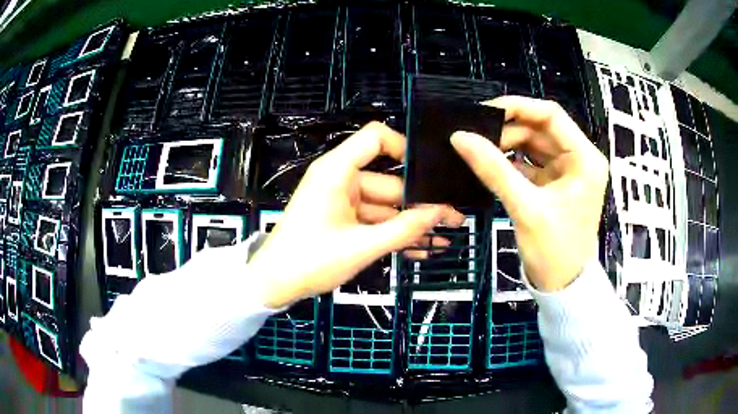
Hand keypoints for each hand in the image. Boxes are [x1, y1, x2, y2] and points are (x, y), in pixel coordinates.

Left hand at [249, 122, 464, 308]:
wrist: (274, 284)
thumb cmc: (311, 260)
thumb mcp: (362, 246)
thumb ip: (404, 229)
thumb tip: (441, 213)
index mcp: (337, 171)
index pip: (376, 137)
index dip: (404, 146)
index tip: (431, 171)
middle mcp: (340, 178)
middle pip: (389, 180)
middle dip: (420, 202)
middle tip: (454, 218)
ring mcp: (342, 200)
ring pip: (385, 205)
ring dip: (410, 223)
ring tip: (444, 238)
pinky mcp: (342, 218)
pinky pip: (374, 219)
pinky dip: (393, 232)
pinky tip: (421, 248)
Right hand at [451, 96, 608, 291]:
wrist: (562, 286)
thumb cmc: (554, 250)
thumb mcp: (525, 208)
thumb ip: (493, 169)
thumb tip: (460, 137)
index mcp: (584, 158)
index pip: (551, 115)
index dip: (518, 107)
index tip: (485, 111)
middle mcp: (579, 158)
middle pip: (541, 129)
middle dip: (509, 130)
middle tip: (476, 136)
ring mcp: (567, 171)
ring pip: (534, 144)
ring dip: (508, 145)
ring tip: (479, 149)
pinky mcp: (555, 184)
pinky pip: (531, 162)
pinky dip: (511, 161)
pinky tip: (490, 164)